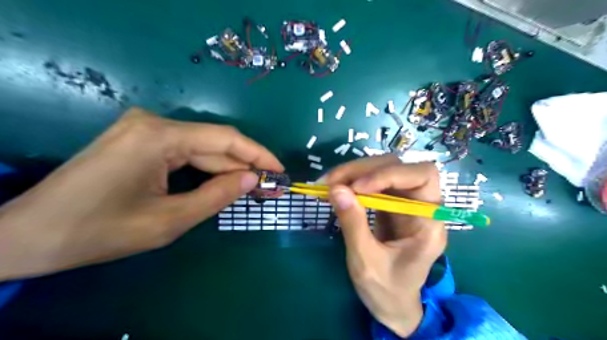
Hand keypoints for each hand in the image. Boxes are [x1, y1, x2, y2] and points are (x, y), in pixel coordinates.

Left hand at [0, 108, 283, 279]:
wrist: (30, 235)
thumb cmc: (100, 231)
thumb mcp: (169, 221)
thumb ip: (216, 196)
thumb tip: (253, 179)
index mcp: (159, 137)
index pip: (225, 139)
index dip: (258, 154)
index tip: (280, 170)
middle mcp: (154, 123)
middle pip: (214, 143)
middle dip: (244, 165)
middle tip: (270, 186)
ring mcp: (145, 129)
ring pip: (201, 148)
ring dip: (227, 169)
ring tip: (253, 187)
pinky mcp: (140, 139)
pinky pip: (185, 152)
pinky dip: (207, 169)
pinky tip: (224, 182)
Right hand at [325, 156, 447, 337]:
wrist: (392, 304)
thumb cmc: (386, 290)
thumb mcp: (365, 261)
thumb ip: (353, 224)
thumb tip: (336, 189)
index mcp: (429, 223)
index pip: (421, 176)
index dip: (389, 174)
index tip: (356, 188)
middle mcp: (422, 205)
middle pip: (399, 166)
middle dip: (363, 170)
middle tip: (331, 182)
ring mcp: (405, 202)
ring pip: (383, 169)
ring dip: (353, 172)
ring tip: (327, 184)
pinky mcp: (390, 203)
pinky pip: (372, 182)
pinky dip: (352, 181)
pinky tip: (335, 189)